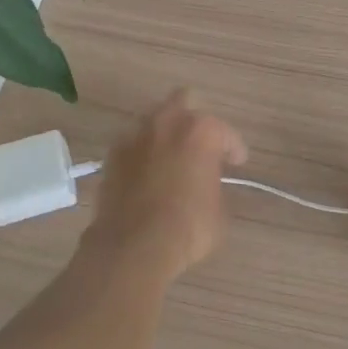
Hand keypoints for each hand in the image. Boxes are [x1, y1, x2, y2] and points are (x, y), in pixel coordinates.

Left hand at [83, 90, 247, 281]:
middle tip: (199, 145)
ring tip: (171, 157)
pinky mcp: (112, 156)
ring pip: (153, 120)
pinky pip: (132, 144)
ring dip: (165, 134)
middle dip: (193, 120)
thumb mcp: (220, 210)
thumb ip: (215, 184)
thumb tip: (206, 183)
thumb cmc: (188, 227)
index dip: (234, 148)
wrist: (133, 246)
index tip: (236, 163)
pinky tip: (147, 173)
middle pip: (182, 102)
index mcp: (201, 131)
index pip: (225, 132)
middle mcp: (167, 123)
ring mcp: (135, 136)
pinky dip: (142, 153)